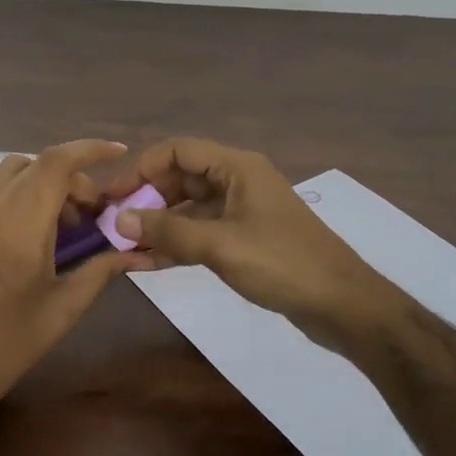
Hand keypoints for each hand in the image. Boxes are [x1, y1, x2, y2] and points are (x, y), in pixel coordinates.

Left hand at [0, 140, 150, 427]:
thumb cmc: (7, 348)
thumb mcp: (64, 310)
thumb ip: (102, 270)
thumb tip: (139, 250)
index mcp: (20, 229)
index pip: (56, 163)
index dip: (90, 150)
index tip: (118, 154)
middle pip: (38, 165)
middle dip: (73, 180)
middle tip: (91, 216)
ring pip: (8, 170)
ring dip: (40, 180)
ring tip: (55, 218)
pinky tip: (10, 213)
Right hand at [105, 138, 400, 353]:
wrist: (342, 304)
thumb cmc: (282, 264)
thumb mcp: (220, 246)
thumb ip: (168, 232)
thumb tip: (119, 220)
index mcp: (237, 167)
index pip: (179, 151)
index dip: (143, 168)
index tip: (113, 196)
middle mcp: (239, 181)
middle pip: (183, 178)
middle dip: (148, 199)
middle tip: (114, 226)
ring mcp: (244, 211)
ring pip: (191, 208)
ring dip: (160, 225)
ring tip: (125, 249)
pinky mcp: (247, 239)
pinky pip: (203, 232)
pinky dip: (179, 243)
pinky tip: (151, 263)